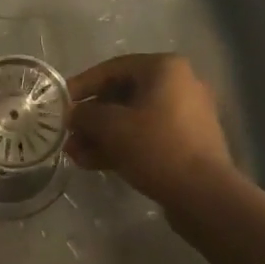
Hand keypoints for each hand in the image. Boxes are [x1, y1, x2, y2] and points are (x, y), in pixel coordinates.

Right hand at [65, 53, 235, 205]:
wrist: (205, 195)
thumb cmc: (157, 147)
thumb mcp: (113, 127)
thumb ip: (86, 115)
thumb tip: (73, 114)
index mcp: (164, 68)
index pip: (112, 69)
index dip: (82, 85)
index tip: (59, 102)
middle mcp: (179, 83)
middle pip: (123, 95)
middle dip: (92, 117)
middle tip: (68, 134)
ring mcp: (186, 114)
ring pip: (134, 118)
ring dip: (103, 134)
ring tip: (75, 154)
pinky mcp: (187, 142)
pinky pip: (148, 135)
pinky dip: (122, 145)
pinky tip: (94, 162)